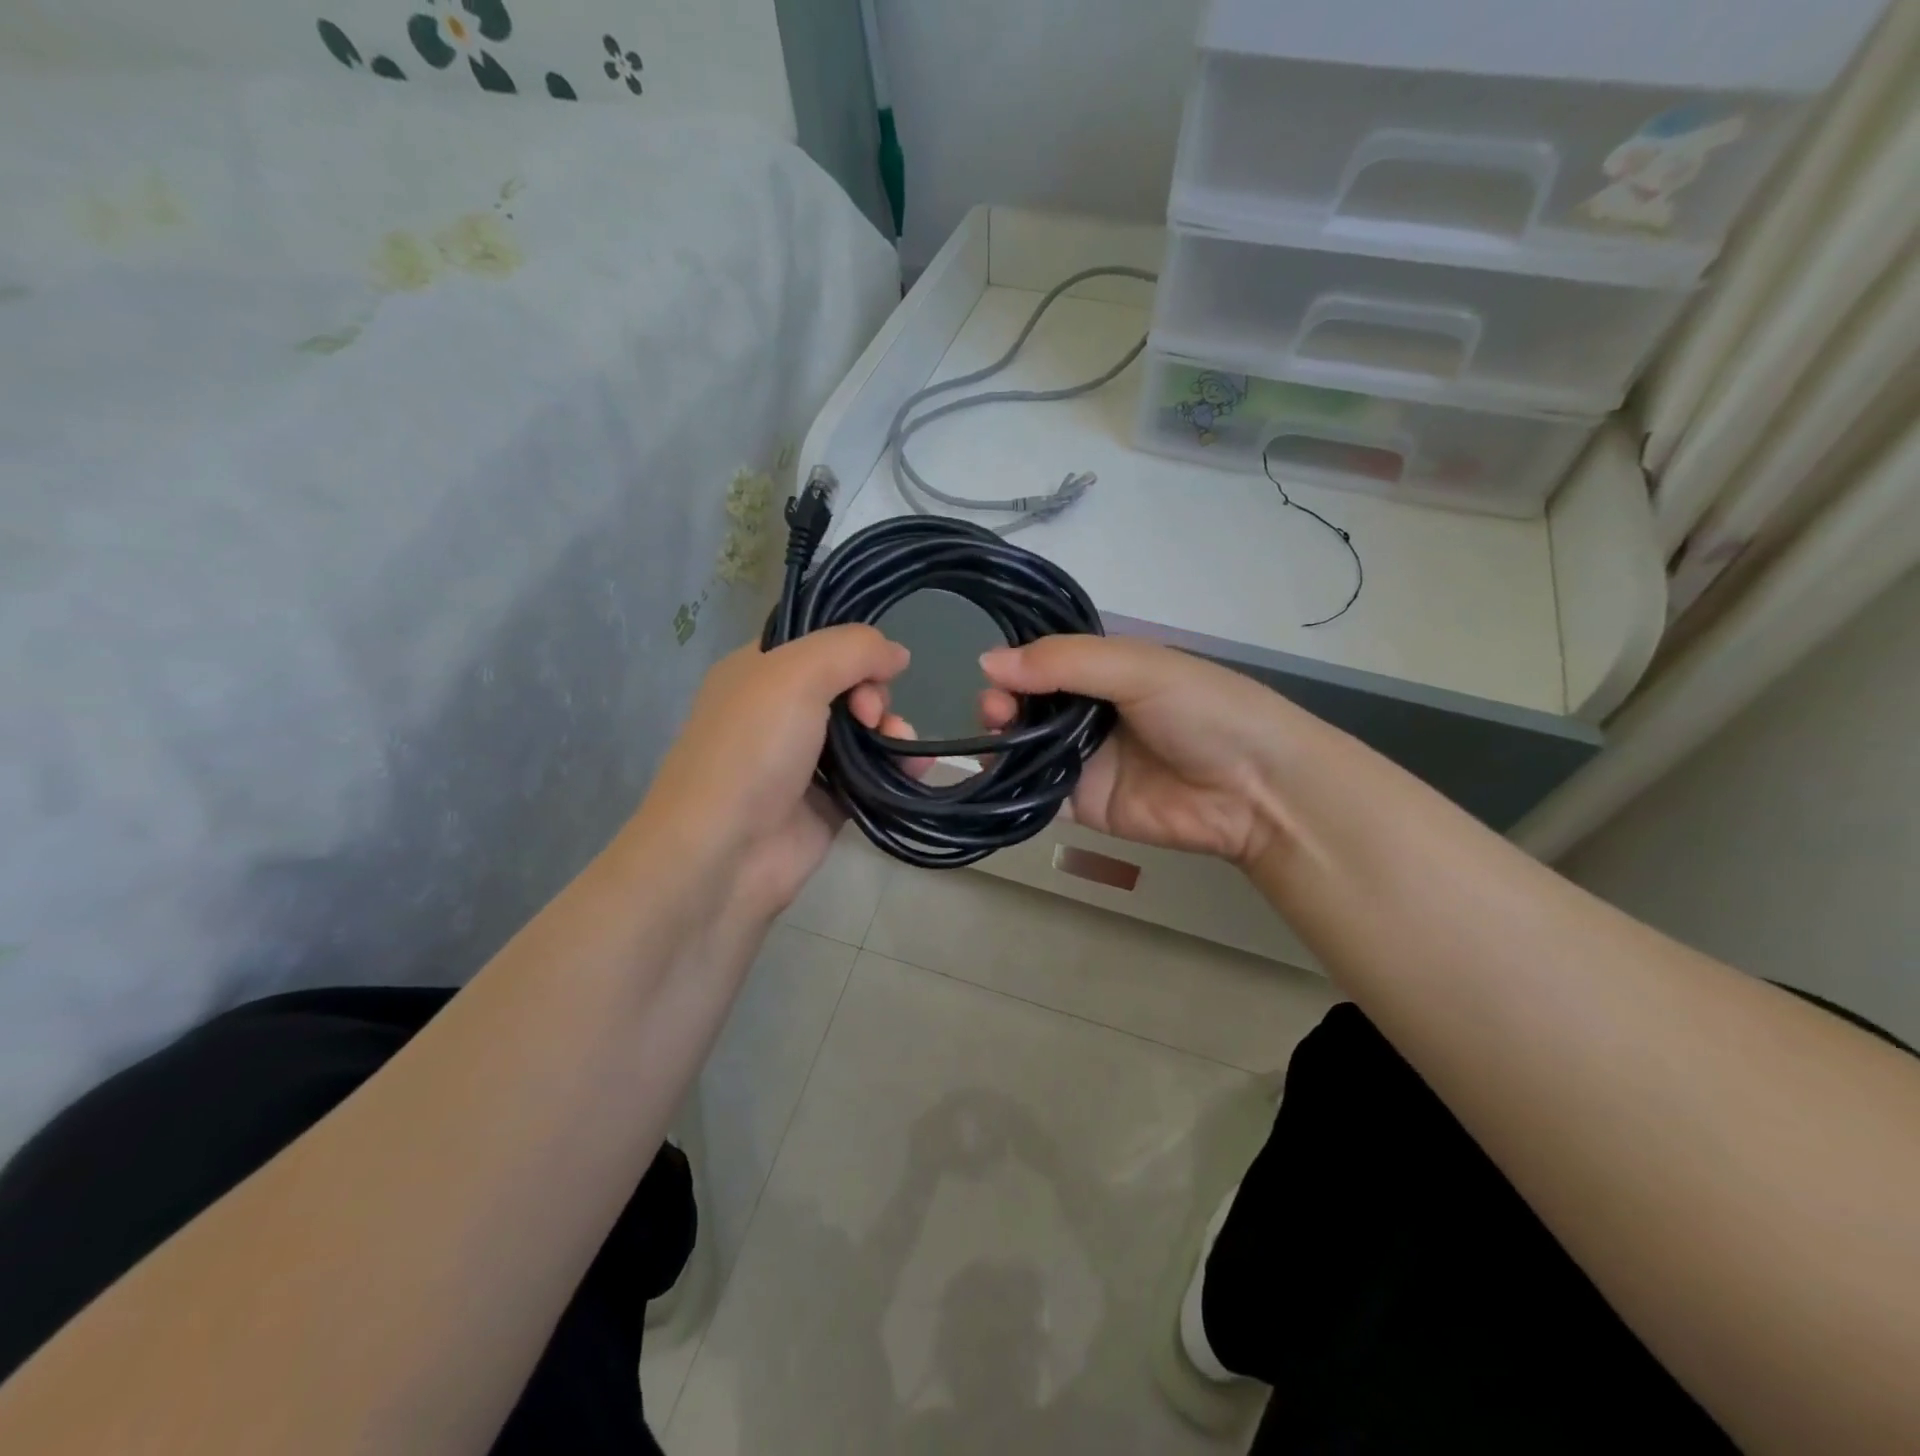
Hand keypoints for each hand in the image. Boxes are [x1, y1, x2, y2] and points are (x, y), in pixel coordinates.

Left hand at [637, 626, 922, 921]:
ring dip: (892, 730)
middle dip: (874, 695)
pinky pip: (873, 774)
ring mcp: (804, 760)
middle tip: (869, 716)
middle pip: (848, 686)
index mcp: (758, 672)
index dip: (852, 650)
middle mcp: (779, 712)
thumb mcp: (796, 675)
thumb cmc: (752, 750)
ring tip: (903, 745)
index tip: (871, 670)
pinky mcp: (827, 802)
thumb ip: (852, 649)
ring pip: (864, 731)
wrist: (725, 853)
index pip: (817, 644)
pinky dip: (898, 767)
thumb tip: (898, 653)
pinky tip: (917, 768)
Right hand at [979, 636, 1312, 867]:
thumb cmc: (1203, 711)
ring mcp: (1084, 759)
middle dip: (1002, 704)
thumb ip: (1064, 663)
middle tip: (996, 713)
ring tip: (996, 738)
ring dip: (1001, 739)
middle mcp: (1089, 712)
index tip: (993, 677)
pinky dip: (1010, 782)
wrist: (1254, 790)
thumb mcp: (1137, 668)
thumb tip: (985, 661)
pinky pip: (1036, 790)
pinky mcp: (1082, 803)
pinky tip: (993, 774)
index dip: (1013, 667)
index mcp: (1105, 671)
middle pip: (1027, 705)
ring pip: (1025, 746)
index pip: (1043, 662)